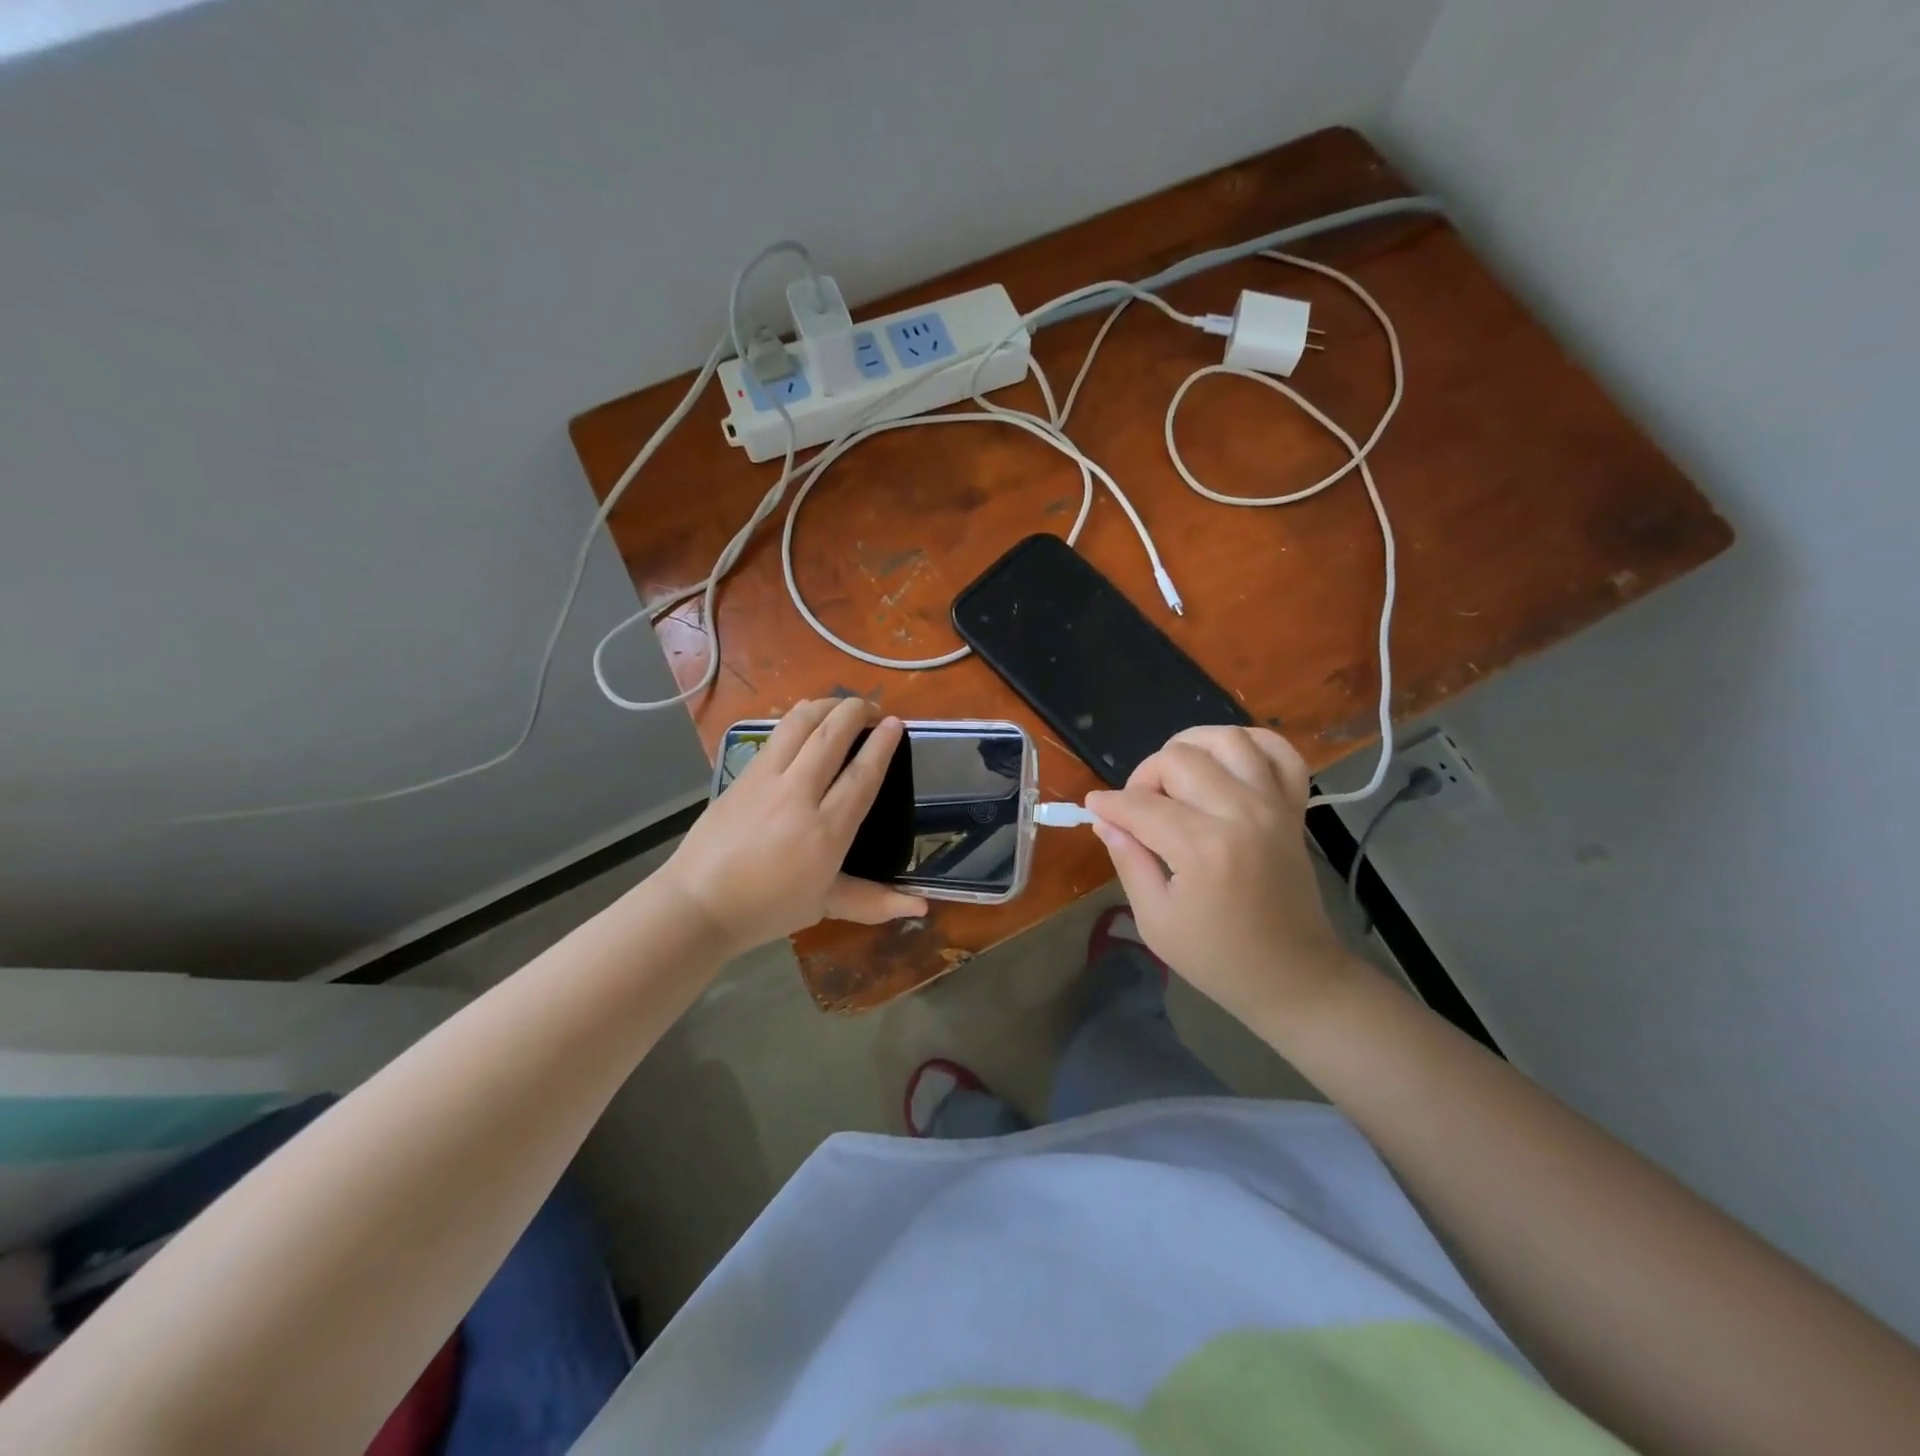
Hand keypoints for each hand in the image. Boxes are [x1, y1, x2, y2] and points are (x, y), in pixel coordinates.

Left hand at [657, 698, 927, 957]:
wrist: (698, 904)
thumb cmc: (767, 910)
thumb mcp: (825, 905)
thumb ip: (874, 901)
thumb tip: (923, 909)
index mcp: (826, 831)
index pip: (861, 775)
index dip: (882, 745)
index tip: (896, 723)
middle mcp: (799, 796)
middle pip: (831, 735)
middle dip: (857, 711)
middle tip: (873, 708)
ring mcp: (766, 780)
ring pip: (800, 724)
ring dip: (826, 705)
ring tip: (842, 706)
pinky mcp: (743, 775)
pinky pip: (775, 735)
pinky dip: (797, 718)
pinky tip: (805, 718)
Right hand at [1086, 726, 1357, 1030]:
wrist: (1294, 976)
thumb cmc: (1218, 958)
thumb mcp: (1156, 920)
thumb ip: (1128, 860)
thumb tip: (1104, 820)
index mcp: (1203, 849)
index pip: (1141, 805)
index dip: (1108, 804)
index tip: (1093, 808)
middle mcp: (1241, 814)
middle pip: (1179, 759)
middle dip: (1144, 775)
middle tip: (1136, 807)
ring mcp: (1273, 805)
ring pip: (1227, 739)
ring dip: (1191, 748)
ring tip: (1174, 776)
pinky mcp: (1293, 808)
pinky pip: (1280, 753)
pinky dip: (1252, 744)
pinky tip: (1226, 763)